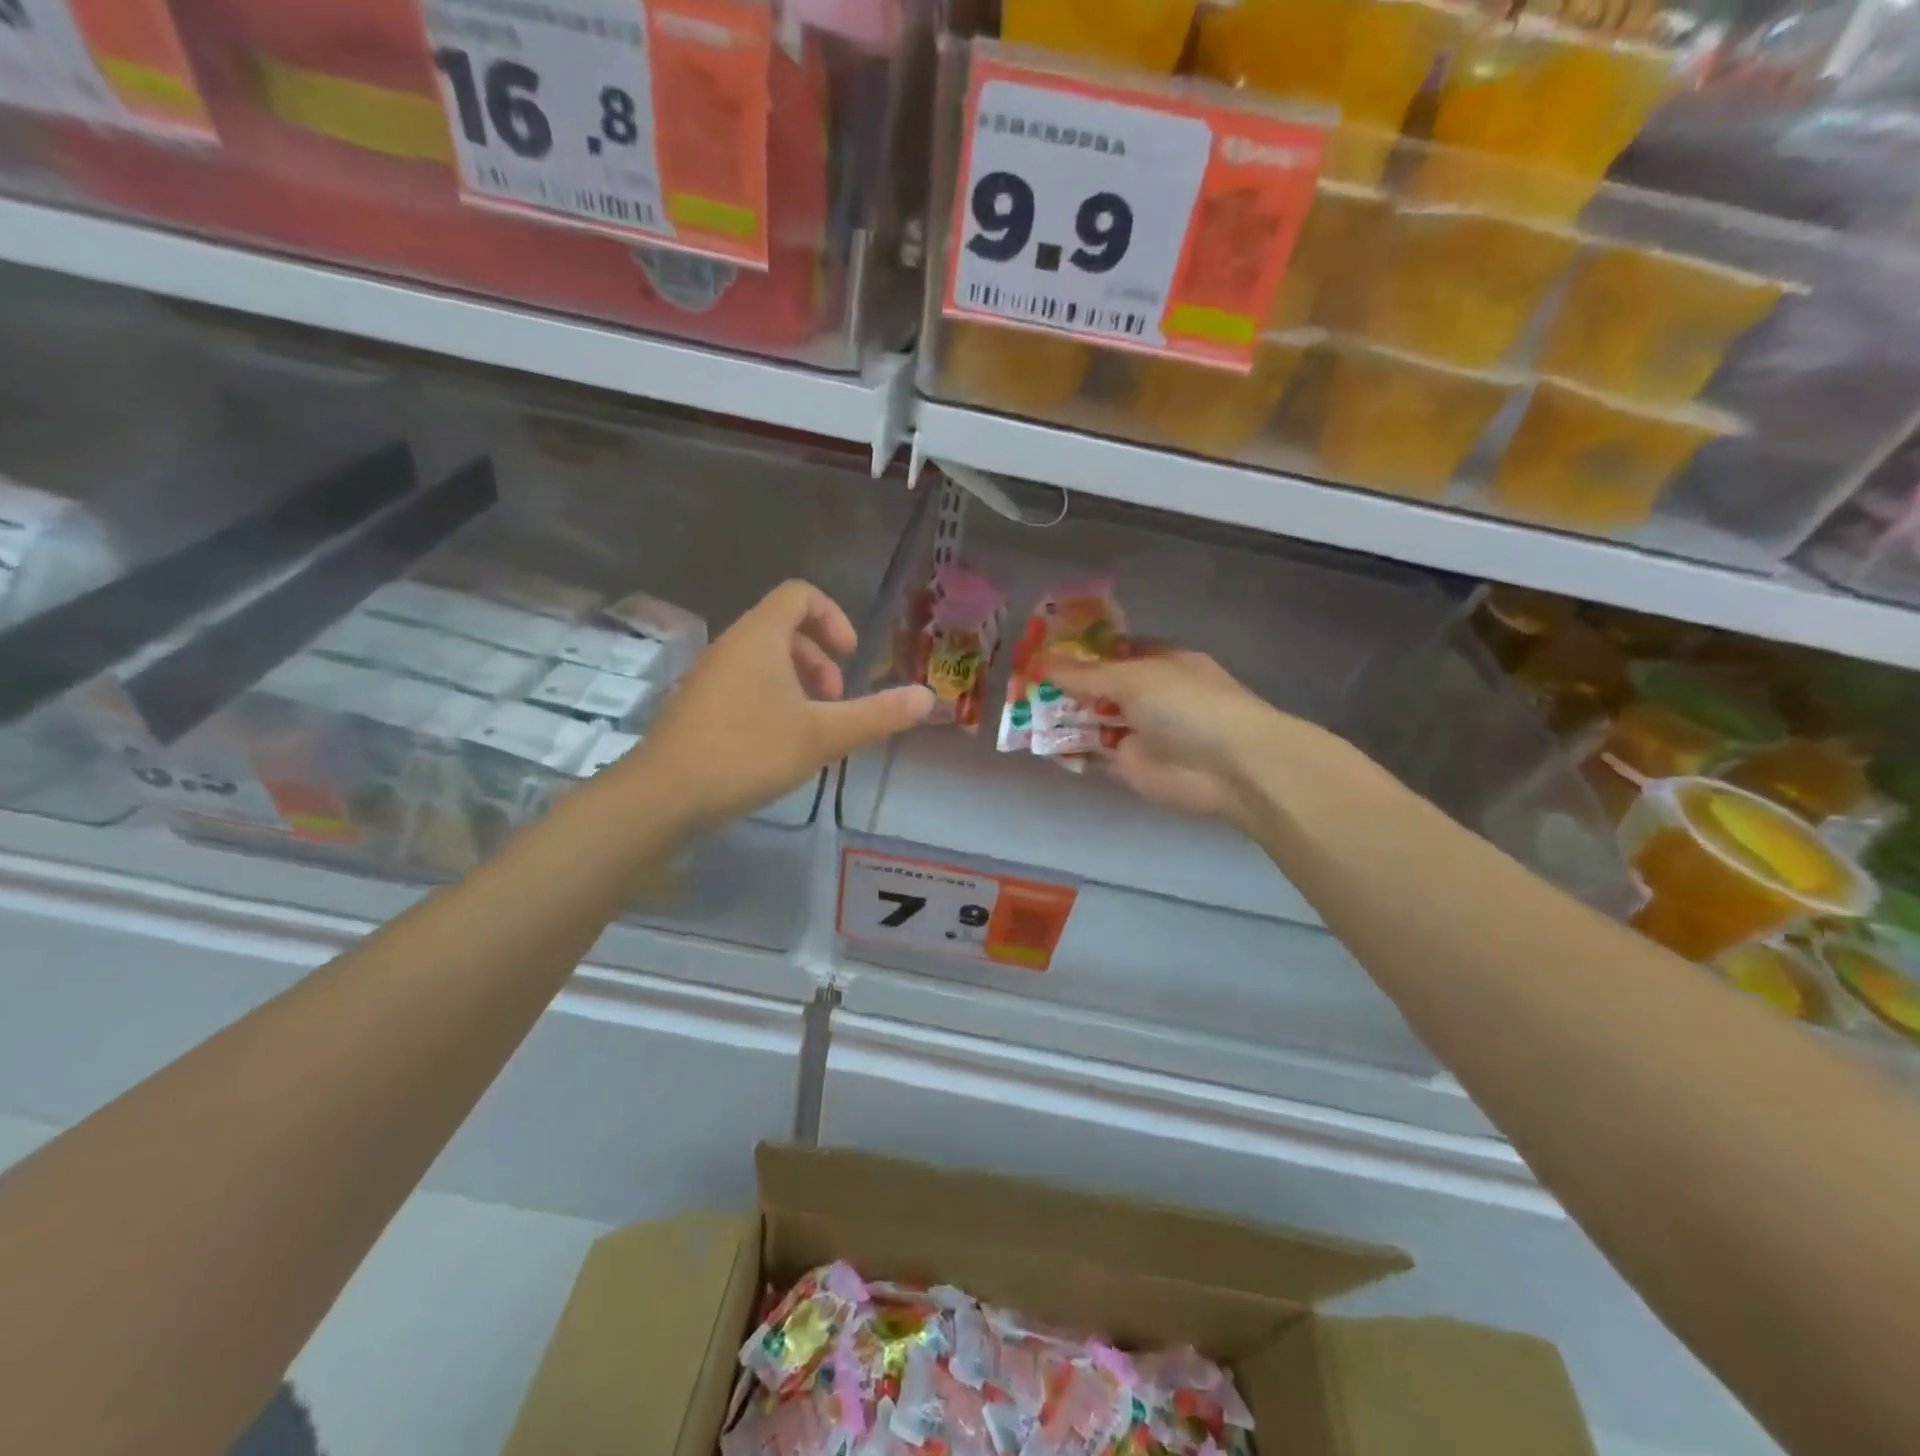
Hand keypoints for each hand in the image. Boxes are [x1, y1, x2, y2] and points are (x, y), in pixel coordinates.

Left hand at [635, 581, 933, 825]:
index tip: (849, 657)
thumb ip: (877, 715)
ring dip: (797, 682)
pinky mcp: (697, 706)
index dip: (833, 617)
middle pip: (783, 627)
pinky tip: (778, 745)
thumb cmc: (748, 752)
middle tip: (834, 699)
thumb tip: (928, 697)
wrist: (663, 796)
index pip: (800, 594)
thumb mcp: (823, 735)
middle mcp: (731, 645)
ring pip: (763, 659)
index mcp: (760, 636)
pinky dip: (771, 699)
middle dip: (819, 657)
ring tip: (812, 726)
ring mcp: (709, 676)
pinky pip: (743, 684)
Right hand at [1039, 650, 1293, 827]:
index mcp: (1157, 661)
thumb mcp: (1133, 677)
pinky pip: (1091, 753)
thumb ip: (1085, 674)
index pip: (1111, 651)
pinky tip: (1037, 743)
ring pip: (1090, 720)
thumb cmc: (1186, 705)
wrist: (1228, 766)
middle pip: (1096, 687)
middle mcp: (1146, 694)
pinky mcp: (1128, 765)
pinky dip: (1068, 749)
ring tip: (1018, 711)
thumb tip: (1041, 661)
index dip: (1078, 651)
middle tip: (1020, 683)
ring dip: (1060, 716)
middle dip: (1063, 685)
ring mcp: (1137, 730)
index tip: (1040, 649)